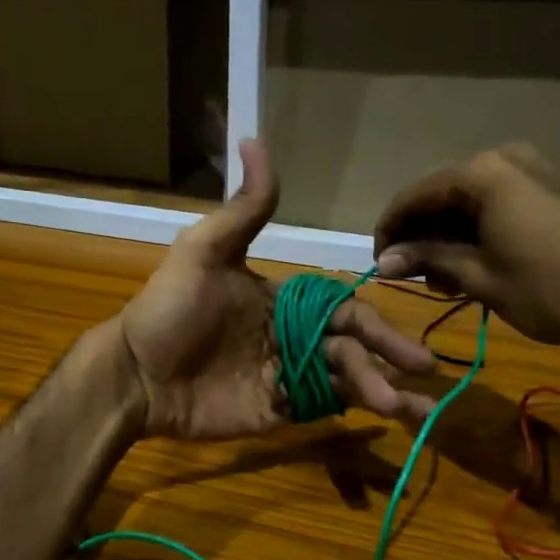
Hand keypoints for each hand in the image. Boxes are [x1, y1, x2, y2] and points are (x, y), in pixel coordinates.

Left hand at [116, 140, 435, 439]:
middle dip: (387, 358)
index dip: (374, 324)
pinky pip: (320, 408)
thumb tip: (254, 138)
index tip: (405, 342)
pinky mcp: (274, 410)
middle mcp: (291, 336)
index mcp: (284, 299)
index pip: (341, 309)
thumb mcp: (205, 251)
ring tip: (411, 410)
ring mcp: (284, 375)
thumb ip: (243, 208)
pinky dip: (352, 413)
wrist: (135, 374)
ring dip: (379, 391)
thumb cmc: (169, 309)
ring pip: (343, 379)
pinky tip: (384, 422)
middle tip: (424, 371)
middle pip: (350, 346)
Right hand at [373, 144, 559, 362]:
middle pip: (442, 195)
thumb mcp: (481, 277)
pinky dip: (477, 233)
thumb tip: (384, 261)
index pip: (415, 195)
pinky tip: (473, 266)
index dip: (390, 230)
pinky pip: (497, 205)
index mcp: (482, 174)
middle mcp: (504, 160)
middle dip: (421, 235)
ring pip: (469, 202)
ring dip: (448, 237)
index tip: (380, 264)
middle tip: (413, 277)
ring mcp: (532, 172)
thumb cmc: (550, 289)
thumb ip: (428, 260)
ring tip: (444, 280)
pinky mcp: (550, 191)